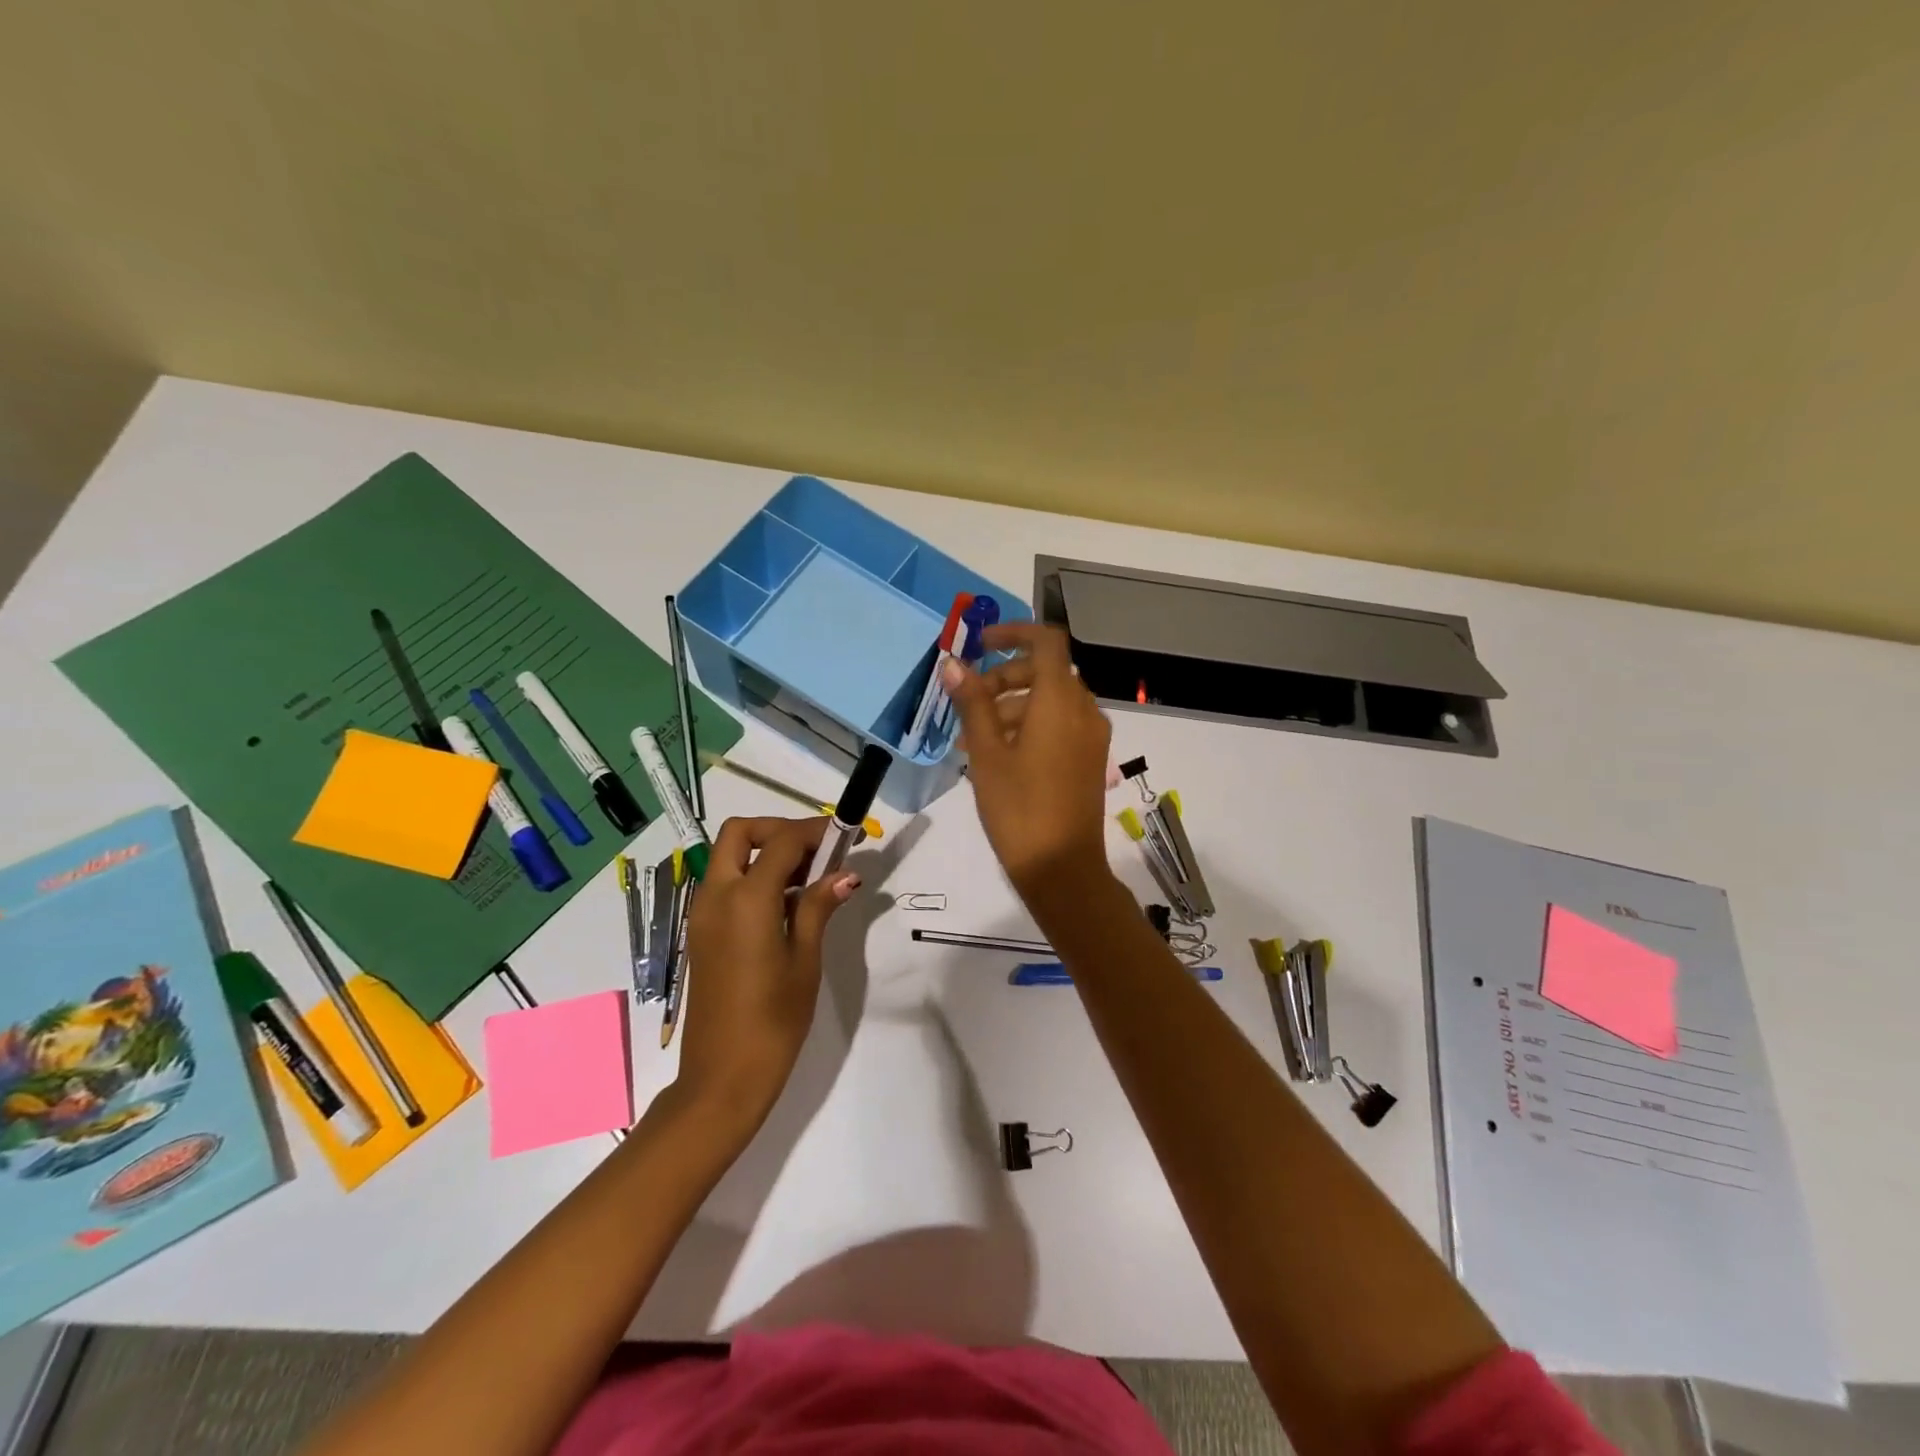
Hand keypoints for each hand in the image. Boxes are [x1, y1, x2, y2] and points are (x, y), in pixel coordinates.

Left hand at [678, 816, 858, 1128]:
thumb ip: (819, 907)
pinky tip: (788, 904)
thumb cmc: (773, 1020)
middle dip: (779, 829)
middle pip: (740, 833)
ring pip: (729, 856)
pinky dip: (753, 876)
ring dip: (766, 852)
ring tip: (811, 877)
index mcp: (746, 899)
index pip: (781, 841)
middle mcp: (716, 896)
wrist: (722, 1077)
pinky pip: (725, 884)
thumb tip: (845, 875)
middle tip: (817, 850)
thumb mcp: (805, 960)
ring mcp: (702, 914)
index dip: (815, 831)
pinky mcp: (701, 932)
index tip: (847, 836)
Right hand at [941, 623, 1112, 894]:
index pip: (1045, 641)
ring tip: (975, 737)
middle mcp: (1084, 710)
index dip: (1013, 633)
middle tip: (969, 702)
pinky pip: (1062, 724)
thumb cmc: (1019, 808)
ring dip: (1014, 704)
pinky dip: (1032, 724)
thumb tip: (953, 664)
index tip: (980, 645)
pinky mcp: (1091, 758)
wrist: (1062, 869)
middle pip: (1046, 671)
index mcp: (1060, 700)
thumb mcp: (986, 754)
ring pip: (1052, 700)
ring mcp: (1092, 736)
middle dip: (1005, 677)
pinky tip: (1001, 755)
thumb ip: (973, 703)